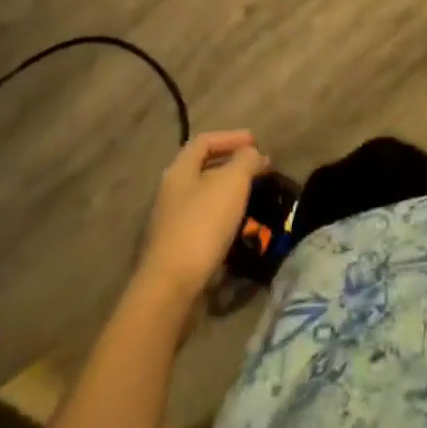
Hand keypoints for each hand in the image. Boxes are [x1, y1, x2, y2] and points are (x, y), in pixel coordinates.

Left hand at [137, 131, 270, 302]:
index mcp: (179, 171)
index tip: (256, 143)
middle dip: (232, 166)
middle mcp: (170, 193)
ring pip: (203, 198)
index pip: (205, 141)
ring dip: (228, 194)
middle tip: (257, 170)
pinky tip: (237, 227)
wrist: (170, 290)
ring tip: (252, 198)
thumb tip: (253, 154)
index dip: (231, 137)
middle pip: (203, 169)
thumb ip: (245, 160)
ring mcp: (169, 224)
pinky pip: (202, 223)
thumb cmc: (202, 225)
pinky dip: (221, 219)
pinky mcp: (174, 251)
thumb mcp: (232, 182)